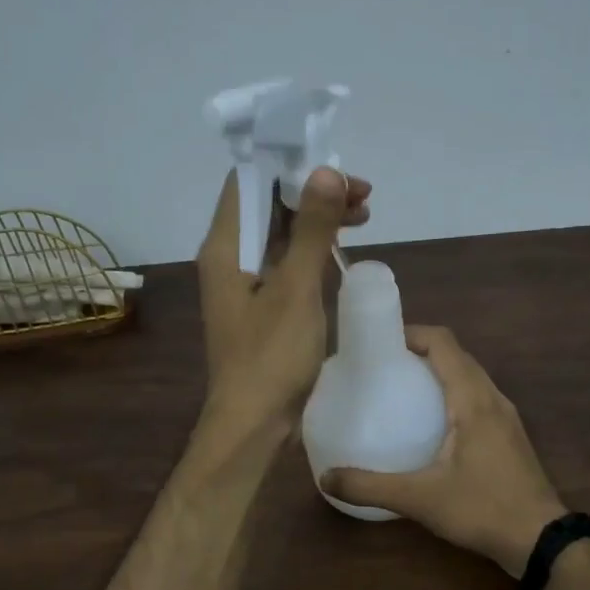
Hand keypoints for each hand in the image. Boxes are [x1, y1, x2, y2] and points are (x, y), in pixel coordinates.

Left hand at [196, 167, 371, 438]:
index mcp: (226, 247)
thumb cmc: (271, 357)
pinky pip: (285, 260)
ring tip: (363, 215)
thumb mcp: (296, 288)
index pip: (249, 180)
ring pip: (280, 232)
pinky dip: (312, 248)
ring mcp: (244, 282)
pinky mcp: (261, 305)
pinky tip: (340, 249)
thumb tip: (324, 172)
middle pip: (268, 204)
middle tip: (362, 195)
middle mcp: (229, 257)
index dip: (290, 165)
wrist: (253, 424)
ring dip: (318, 219)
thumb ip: (310, 229)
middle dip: (313, 191)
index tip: (335, 167)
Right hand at [322, 326, 566, 576]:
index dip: (412, 333)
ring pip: (471, 376)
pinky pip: (478, 397)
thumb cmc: (483, 509)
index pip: (444, 343)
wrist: (541, 539)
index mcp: (473, 400)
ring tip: (403, 389)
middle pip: (457, 355)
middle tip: (383, 367)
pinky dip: (453, 394)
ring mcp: (506, 416)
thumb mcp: (420, 499)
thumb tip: (325, 478)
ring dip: (439, 372)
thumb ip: (371, 487)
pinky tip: (432, 423)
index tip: (380, 343)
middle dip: (421, 351)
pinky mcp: (510, 435)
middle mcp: (493, 398)